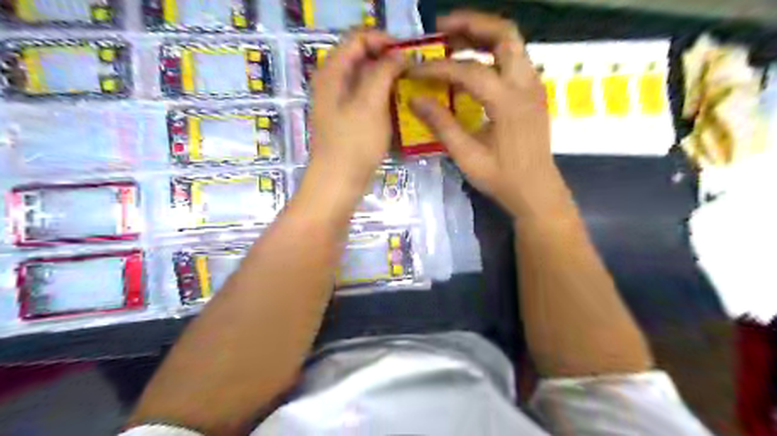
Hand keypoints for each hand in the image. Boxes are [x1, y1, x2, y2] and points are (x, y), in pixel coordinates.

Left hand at [309, 30, 407, 190]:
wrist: (338, 183)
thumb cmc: (353, 143)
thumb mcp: (370, 103)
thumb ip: (384, 71)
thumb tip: (399, 55)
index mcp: (333, 72)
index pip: (358, 38)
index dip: (384, 40)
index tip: (409, 54)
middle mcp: (333, 82)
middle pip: (362, 57)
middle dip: (388, 60)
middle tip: (413, 72)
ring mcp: (339, 103)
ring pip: (366, 80)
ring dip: (388, 80)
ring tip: (410, 88)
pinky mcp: (347, 120)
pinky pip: (367, 99)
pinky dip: (383, 98)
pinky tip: (398, 107)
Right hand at [410, 10, 568, 218]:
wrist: (537, 191)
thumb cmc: (502, 178)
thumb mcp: (467, 156)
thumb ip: (441, 125)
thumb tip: (415, 99)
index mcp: (508, 102)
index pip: (469, 71)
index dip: (439, 68)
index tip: (415, 69)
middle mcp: (526, 84)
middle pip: (504, 34)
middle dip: (472, 24)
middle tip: (442, 28)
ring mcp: (533, 86)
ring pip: (512, 43)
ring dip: (483, 35)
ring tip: (453, 40)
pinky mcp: (533, 92)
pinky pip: (513, 59)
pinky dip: (492, 52)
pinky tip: (472, 64)